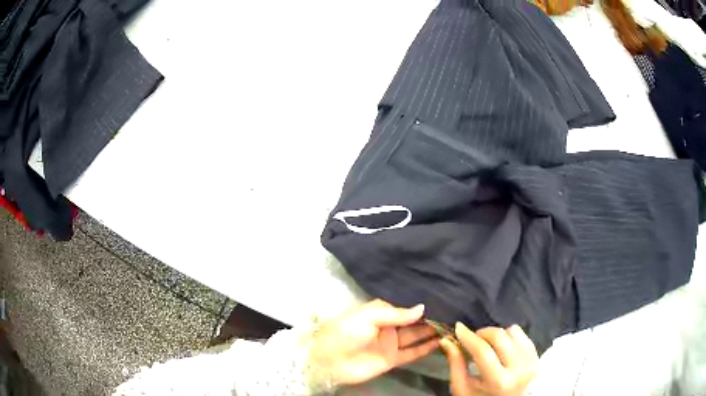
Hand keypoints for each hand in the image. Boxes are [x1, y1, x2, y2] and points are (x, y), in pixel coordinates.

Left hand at [308, 300, 438, 386]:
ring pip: (415, 336)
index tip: (440, 301)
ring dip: (430, 332)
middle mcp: (388, 327)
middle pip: (412, 322)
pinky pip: (412, 353)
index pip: (404, 308)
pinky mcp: (392, 359)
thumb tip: (422, 307)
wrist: (329, 360)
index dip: (419, 306)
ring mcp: (390, 344)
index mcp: (379, 313)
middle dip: (428, 319)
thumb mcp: (369, 316)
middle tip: (451, 313)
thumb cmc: (346, 331)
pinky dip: (425, 348)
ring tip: (450, 326)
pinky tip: (439, 342)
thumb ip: (396, 314)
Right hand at [440, 323, 538, 395]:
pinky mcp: (537, 356)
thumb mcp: (462, 388)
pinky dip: (509, 336)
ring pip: (512, 331)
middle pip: (500, 337)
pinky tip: (502, 348)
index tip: (458, 327)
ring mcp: (531, 361)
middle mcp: (519, 369)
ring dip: (497, 335)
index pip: (483, 352)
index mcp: (498, 382)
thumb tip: (447, 340)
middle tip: (473, 339)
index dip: (469, 337)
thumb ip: (455, 364)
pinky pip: (522, 334)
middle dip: (482, 333)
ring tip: (489, 346)